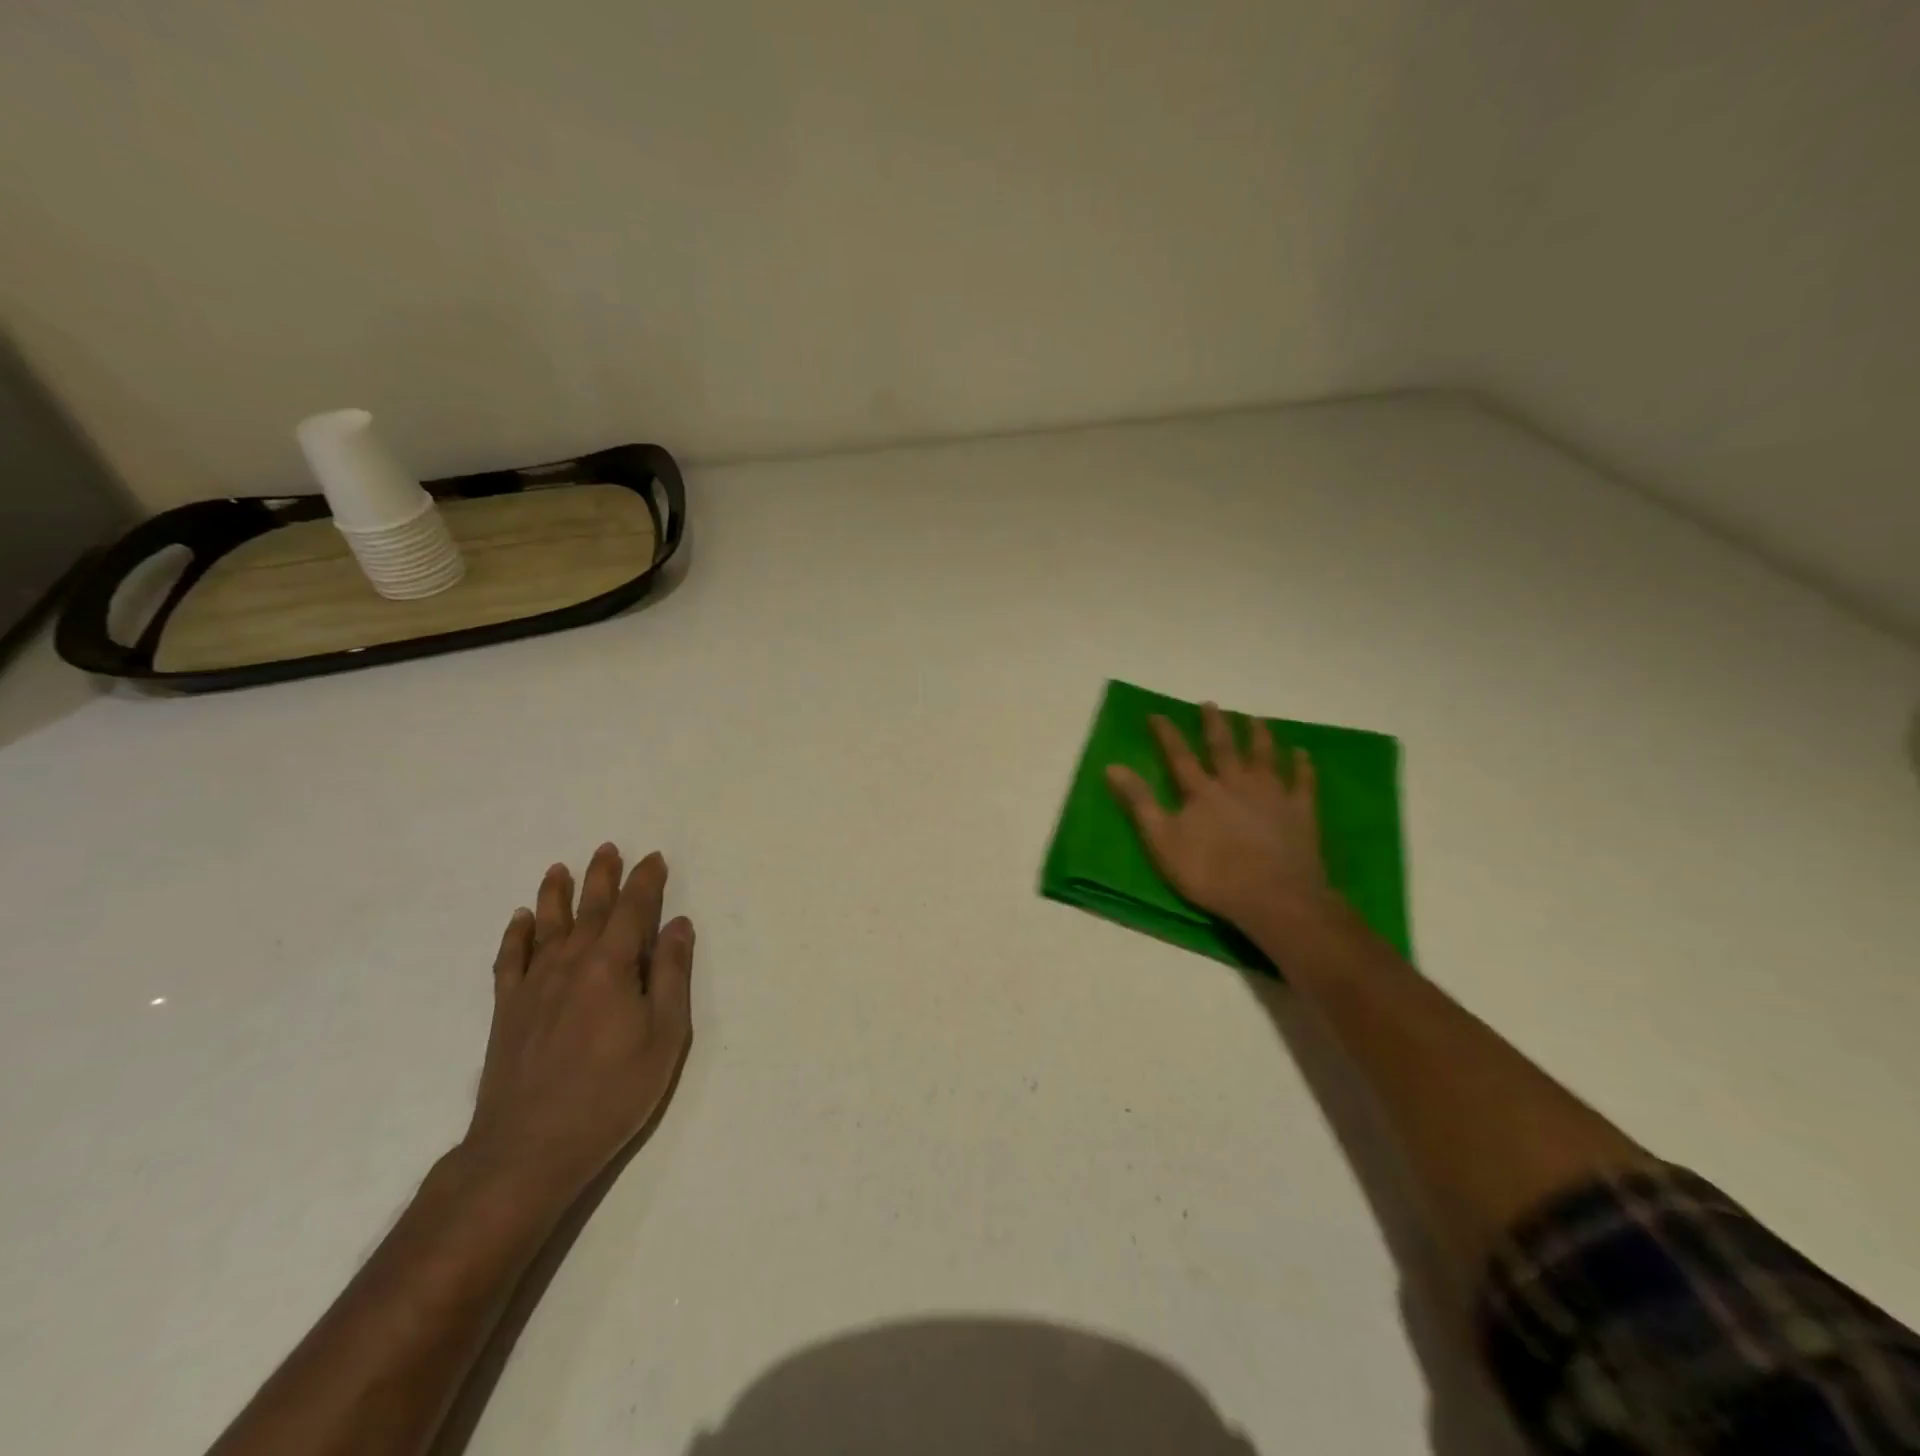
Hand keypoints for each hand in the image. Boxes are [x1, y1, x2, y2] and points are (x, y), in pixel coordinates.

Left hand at [461, 844, 693, 1204]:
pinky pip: (511, 959)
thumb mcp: (664, 1036)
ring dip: (556, 894)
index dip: (646, 882)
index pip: (633, 911)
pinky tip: (521, 920)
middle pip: (589, 909)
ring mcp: (533, 986)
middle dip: (602, 877)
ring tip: (560, 868)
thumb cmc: (611, 1093)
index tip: (654, 858)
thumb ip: (671, 975)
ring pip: (547, 926)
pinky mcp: (507, 1010)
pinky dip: (516, 935)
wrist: (528, 1148)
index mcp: (612, 966)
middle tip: (608, 848)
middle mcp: (570, 964)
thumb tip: (677, 924)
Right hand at [1106, 703, 1331, 930]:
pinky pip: (1302, 781)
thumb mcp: (1163, 841)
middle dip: (1214, 724)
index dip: (1166, 734)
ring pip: (1264, 756)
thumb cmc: (1212, 873)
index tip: (1157, 714)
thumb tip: (1112, 767)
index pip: (1179, 755)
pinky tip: (1302, 753)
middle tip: (1210, 704)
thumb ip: (1139, 803)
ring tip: (1255, 719)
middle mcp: (1236, 783)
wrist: (1274, 896)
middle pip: (1224, 747)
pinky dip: (1302, 765)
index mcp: (1202, 791)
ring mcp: (1272, 794)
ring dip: (1258, 735)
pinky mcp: (1300, 811)